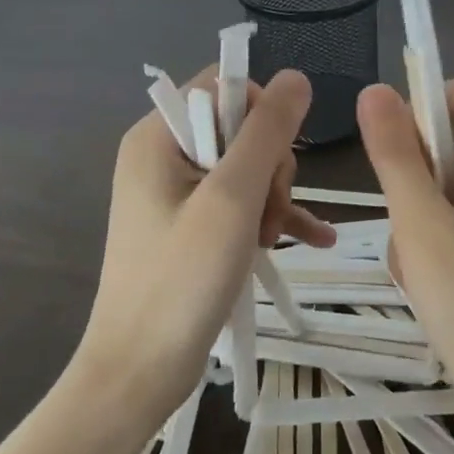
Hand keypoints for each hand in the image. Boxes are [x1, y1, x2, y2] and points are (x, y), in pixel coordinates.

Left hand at [73, 67, 334, 434]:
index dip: (260, 113)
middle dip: (269, 167)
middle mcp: (162, 155)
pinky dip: (271, 217)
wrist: (137, 376)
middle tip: (268, 214)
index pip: (222, 86)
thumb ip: (267, 132)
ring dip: (272, 198)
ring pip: (247, 167)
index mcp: (158, 136)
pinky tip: (316, 239)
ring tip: (272, 240)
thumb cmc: (181, 280)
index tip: (275, 158)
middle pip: (240, 128)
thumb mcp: (233, 198)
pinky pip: (239, 203)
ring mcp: (175, 194)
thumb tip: (296, 77)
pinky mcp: (189, 226)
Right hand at [357, 78, 453, 448]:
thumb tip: (375, 89)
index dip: (425, 108)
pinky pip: (453, 219)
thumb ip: (396, 156)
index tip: (394, 154)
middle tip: (408, 229)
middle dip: (415, 178)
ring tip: (420, 269)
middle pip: (451, 141)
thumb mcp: (423, 229)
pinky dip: (431, 243)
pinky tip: (430, 285)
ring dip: (417, 218)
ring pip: (443, 185)